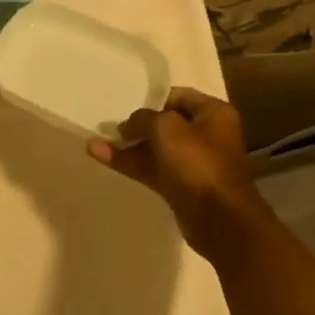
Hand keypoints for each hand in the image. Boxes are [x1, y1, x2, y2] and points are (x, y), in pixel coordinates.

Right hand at [87, 88, 271, 257]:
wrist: (219, 219)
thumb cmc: (197, 163)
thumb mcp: (166, 128)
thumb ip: (144, 118)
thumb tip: (130, 124)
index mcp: (213, 113)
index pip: (178, 96)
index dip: (152, 100)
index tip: (126, 105)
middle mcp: (206, 134)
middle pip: (166, 124)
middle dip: (137, 125)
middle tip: (109, 125)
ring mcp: (193, 162)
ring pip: (156, 149)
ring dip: (128, 146)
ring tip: (95, 141)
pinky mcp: (181, 186)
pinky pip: (152, 169)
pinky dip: (130, 163)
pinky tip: (101, 157)